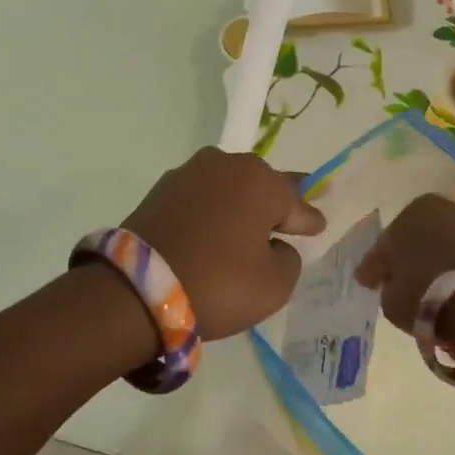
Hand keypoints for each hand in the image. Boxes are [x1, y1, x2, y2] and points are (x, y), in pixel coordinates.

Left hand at [122, 149, 325, 338]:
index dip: (308, 219)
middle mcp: (225, 164)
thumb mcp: (275, 284)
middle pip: (260, 186)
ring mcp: (188, 174)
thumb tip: (274, 245)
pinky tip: (214, 229)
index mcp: (260, 180)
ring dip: (239, 206)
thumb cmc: (219, 283)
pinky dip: (210, 212)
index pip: (295, 203)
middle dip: (274, 203)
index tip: (318, 226)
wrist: (137, 289)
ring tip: (248, 226)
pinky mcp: (159, 191)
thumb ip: (288, 258)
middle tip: (287, 217)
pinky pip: (200, 200)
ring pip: (227, 189)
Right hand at [354, 194, 454, 334]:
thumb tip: (390, 279)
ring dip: (440, 259)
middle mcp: (445, 207)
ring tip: (434, 286)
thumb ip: (387, 282)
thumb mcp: (390, 297)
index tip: (370, 282)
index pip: (386, 242)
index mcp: (412, 210)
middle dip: (412, 255)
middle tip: (404, 280)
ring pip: (447, 242)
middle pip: (420, 235)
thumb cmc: (425, 293)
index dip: (376, 265)